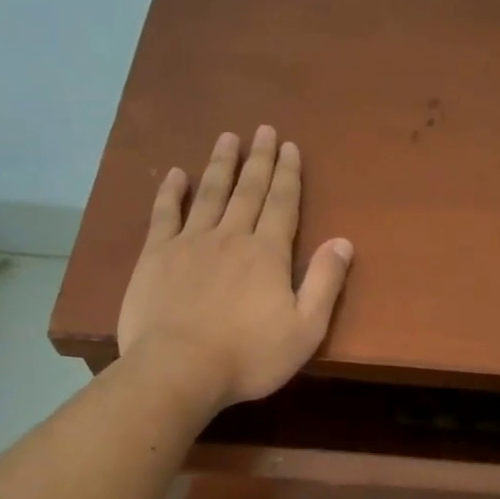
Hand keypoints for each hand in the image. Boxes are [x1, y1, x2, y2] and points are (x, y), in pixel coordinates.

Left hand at [116, 126, 352, 411]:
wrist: (180, 369)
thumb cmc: (249, 356)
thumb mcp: (305, 329)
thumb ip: (325, 283)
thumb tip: (343, 241)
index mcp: (268, 254)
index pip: (282, 205)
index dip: (288, 175)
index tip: (289, 146)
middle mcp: (231, 237)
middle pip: (248, 190)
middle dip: (259, 160)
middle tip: (263, 129)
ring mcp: (190, 243)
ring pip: (210, 194)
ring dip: (221, 164)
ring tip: (228, 138)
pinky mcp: (156, 256)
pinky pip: (164, 214)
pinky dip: (171, 191)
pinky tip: (176, 174)